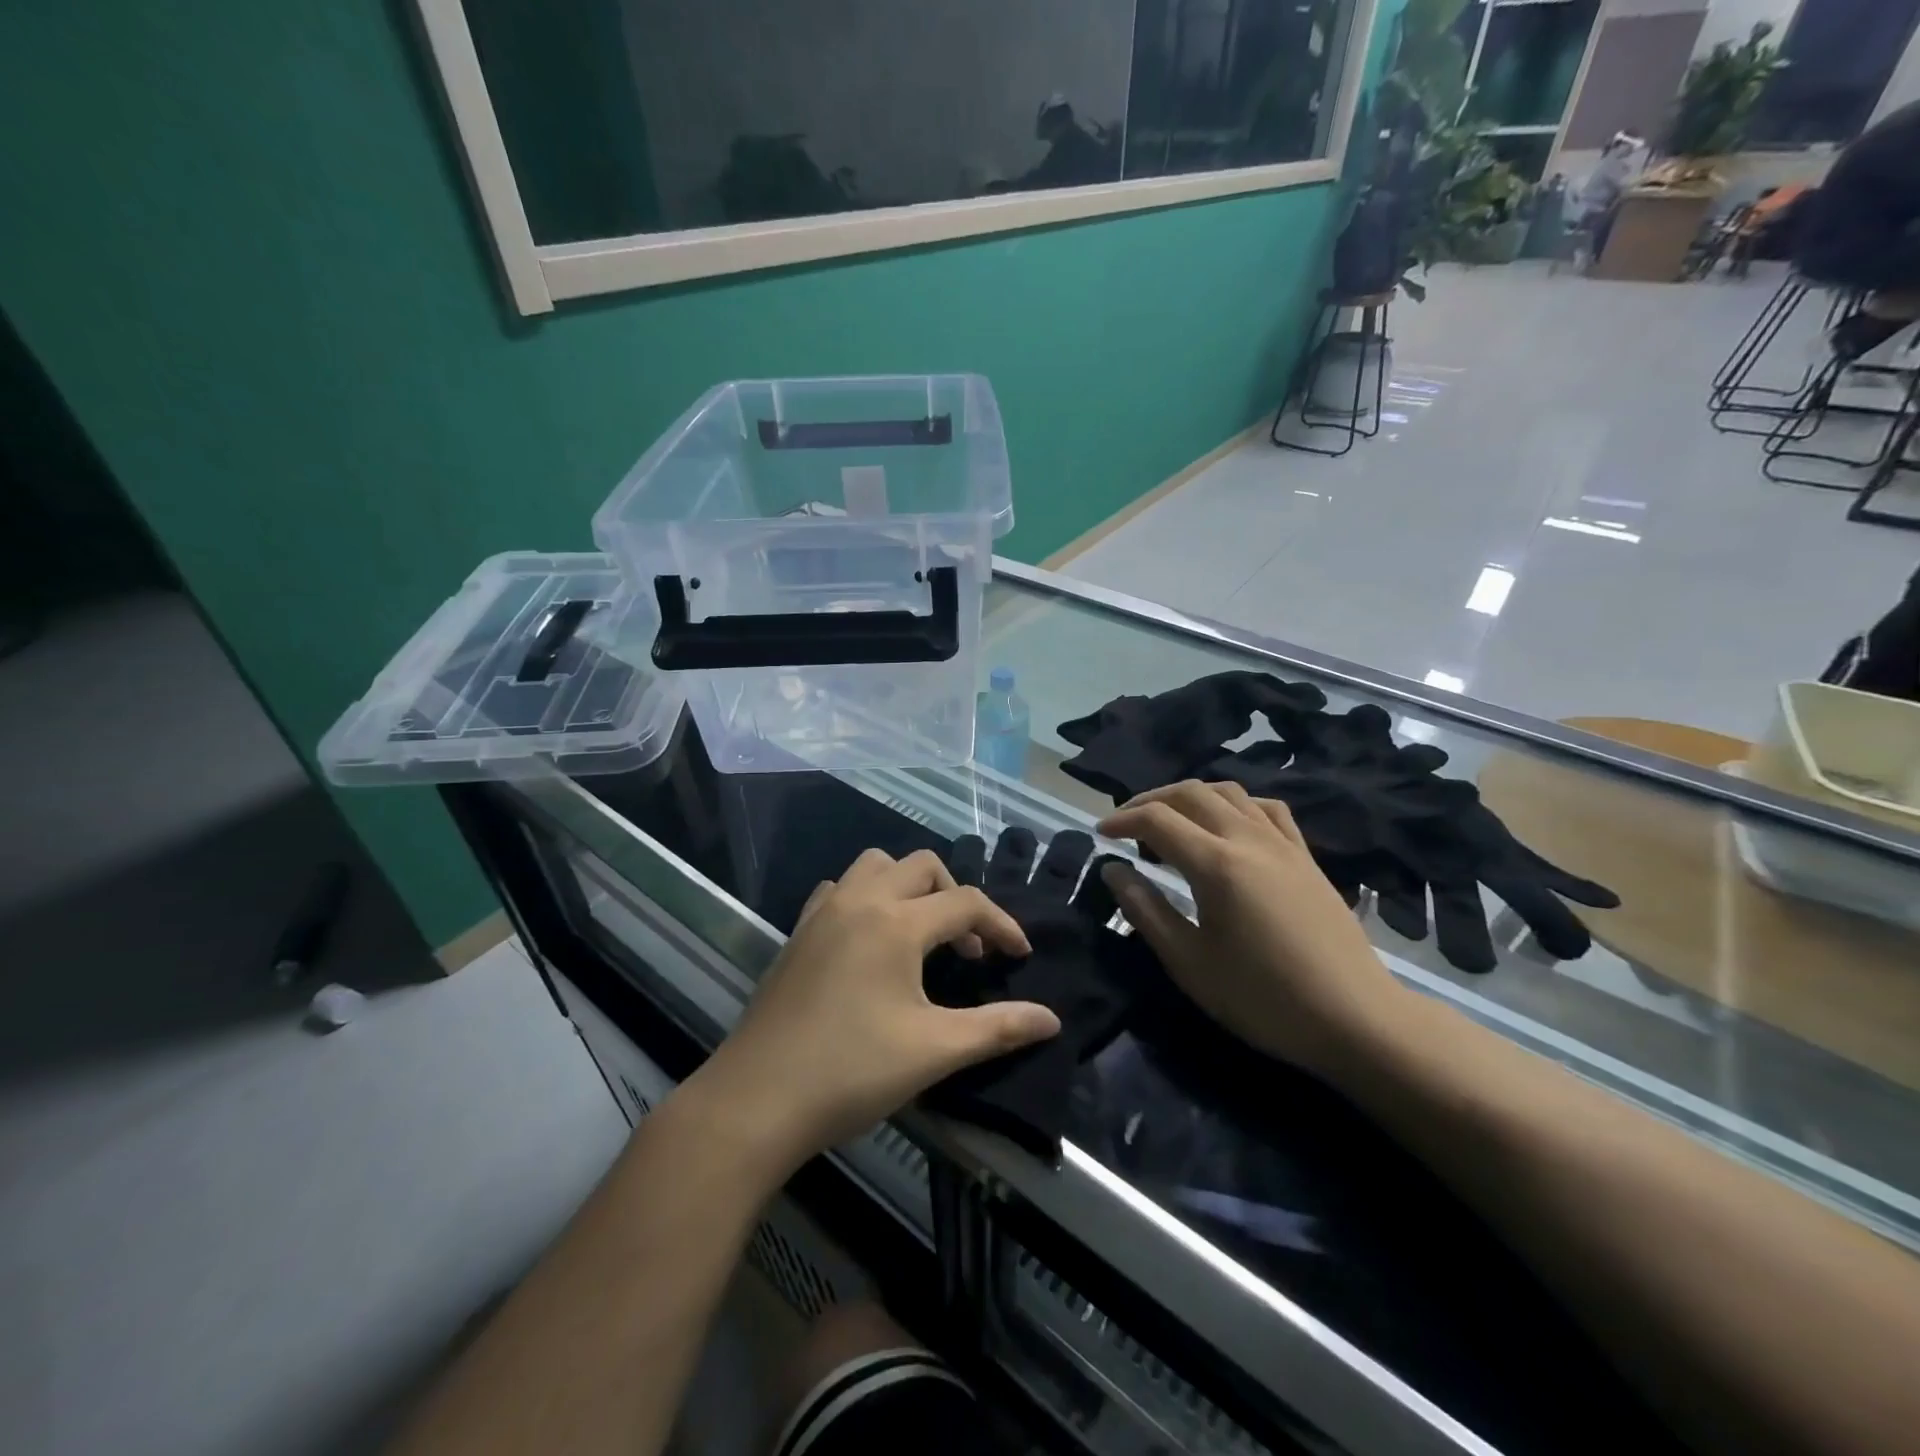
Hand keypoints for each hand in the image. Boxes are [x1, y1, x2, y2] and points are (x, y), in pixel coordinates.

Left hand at [686, 848, 1060, 1169]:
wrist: (756, 1099)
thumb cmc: (851, 1071)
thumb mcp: (934, 1051)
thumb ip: (998, 1029)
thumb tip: (1052, 1019)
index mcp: (896, 922)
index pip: (966, 902)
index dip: (1001, 925)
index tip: (1020, 957)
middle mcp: (860, 901)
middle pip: (922, 866)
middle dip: (955, 895)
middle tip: (966, 948)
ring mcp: (822, 913)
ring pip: (875, 866)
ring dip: (907, 887)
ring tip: (920, 934)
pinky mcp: (797, 933)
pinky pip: (839, 889)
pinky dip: (866, 898)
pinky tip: (869, 941)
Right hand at [1097, 781, 1405, 1077]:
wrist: (1355, 1019)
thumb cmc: (1263, 998)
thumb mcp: (1189, 963)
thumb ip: (1146, 910)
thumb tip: (1113, 870)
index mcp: (1216, 864)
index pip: (1157, 820)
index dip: (1122, 820)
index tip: (1100, 834)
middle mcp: (1248, 839)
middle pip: (1191, 793)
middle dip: (1150, 800)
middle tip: (1126, 823)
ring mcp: (1283, 844)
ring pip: (1229, 793)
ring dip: (1190, 797)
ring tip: (1171, 822)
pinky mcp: (1306, 857)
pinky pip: (1266, 808)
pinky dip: (1235, 805)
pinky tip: (1228, 826)